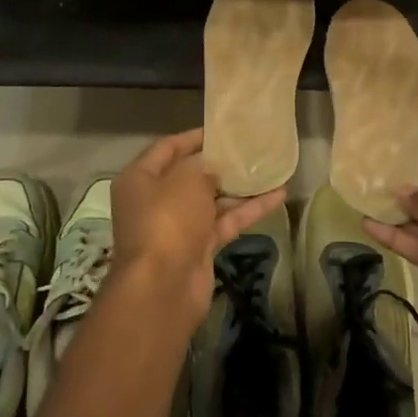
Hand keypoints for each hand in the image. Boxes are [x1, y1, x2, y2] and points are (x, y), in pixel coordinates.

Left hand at [110, 129, 285, 324]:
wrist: (163, 287)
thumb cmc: (168, 220)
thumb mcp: (186, 180)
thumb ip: (203, 166)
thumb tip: (212, 169)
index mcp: (140, 179)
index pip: (167, 148)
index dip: (194, 137)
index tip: (222, 129)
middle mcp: (155, 201)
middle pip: (189, 175)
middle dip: (218, 164)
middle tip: (248, 148)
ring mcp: (177, 226)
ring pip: (211, 201)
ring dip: (239, 188)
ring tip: (269, 169)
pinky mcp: (198, 248)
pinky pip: (224, 222)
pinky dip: (247, 211)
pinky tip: (277, 196)